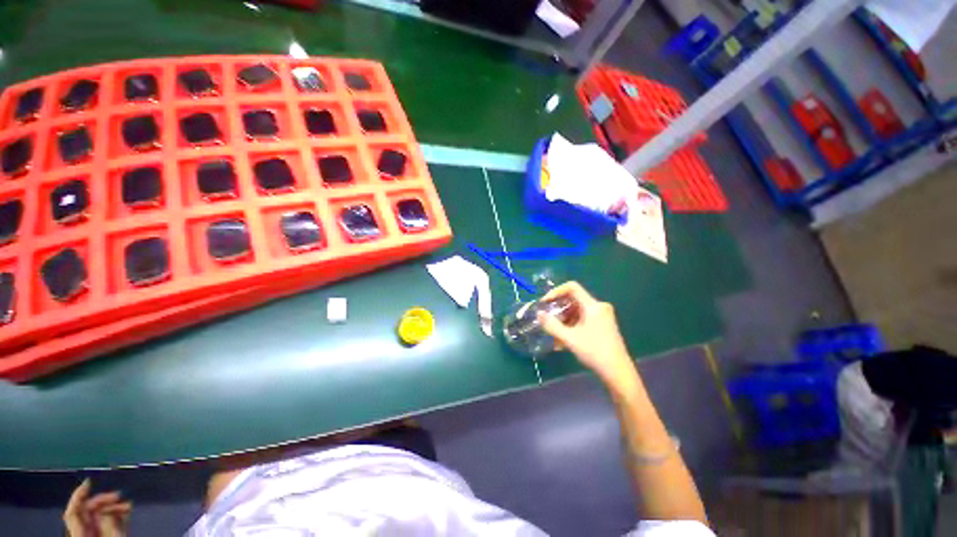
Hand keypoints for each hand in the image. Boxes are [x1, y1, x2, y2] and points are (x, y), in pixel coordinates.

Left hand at [64, 479, 131, 536]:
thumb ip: (109, 525)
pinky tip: (125, 513)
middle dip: (104, 502)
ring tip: (129, 507)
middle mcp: (83, 532)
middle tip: (122, 497)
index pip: (74, 511)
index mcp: (81, 534)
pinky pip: (104, 523)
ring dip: (112, 508)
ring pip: (97, 517)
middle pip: (87, 512)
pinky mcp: (99, 536)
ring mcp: (91, 536)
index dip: (79, 495)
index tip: (90, 481)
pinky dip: (114, 516)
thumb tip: (109, 508)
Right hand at [537, 281, 638, 389]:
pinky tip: (562, 343)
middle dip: (558, 310)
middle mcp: (598, 307)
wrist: (618, 373)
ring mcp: (601, 317)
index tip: (545, 303)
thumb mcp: (570, 338)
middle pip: (573, 300)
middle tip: (547, 320)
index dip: (556, 291)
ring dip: (563, 322)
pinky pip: (582, 320)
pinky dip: (571, 327)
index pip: (572, 287)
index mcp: (593, 306)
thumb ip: (552, 325)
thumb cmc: (594, 352)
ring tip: (554, 337)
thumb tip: (539, 314)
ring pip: (576, 312)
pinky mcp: (602, 325)